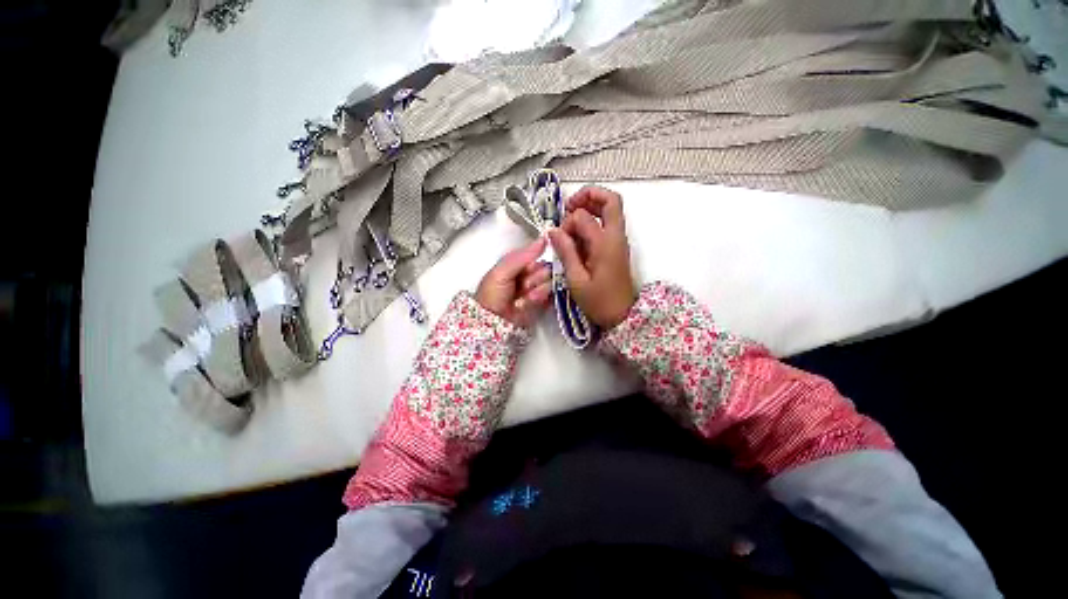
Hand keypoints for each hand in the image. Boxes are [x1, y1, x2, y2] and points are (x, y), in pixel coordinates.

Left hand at [475, 237, 552, 327]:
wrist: (491, 322)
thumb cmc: (492, 294)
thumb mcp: (502, 271)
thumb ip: (523, 256)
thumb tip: (544, 238)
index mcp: (519, 265)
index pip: (538, 257)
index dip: (536, 263)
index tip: (529, 270)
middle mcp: (530, 275)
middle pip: (547, 270)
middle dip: (536, 279)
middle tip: (524, 287)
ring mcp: (537, 290)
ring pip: (550, 283)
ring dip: (537, 291)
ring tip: (524, 298)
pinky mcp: (543, 304)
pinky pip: (552, 296)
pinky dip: (542, 299)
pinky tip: (530, 303)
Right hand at [547, 186, 635, 328]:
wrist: (622, 315)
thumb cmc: (598, 301)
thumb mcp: (576, 279)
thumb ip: (566, 252)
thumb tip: (553, 230)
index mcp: (605, 244)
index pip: (584, 217)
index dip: (567, 223)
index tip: (559, 239)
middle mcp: (616, 236)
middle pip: (611, 200)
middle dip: (588, 196)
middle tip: (569, 206)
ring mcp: (619, 240)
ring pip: (611, 209)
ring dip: (591, 206)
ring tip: (571, 217)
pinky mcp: (617, 246)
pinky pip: (608, 223)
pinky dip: (594, 220)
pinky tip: (579, 234)